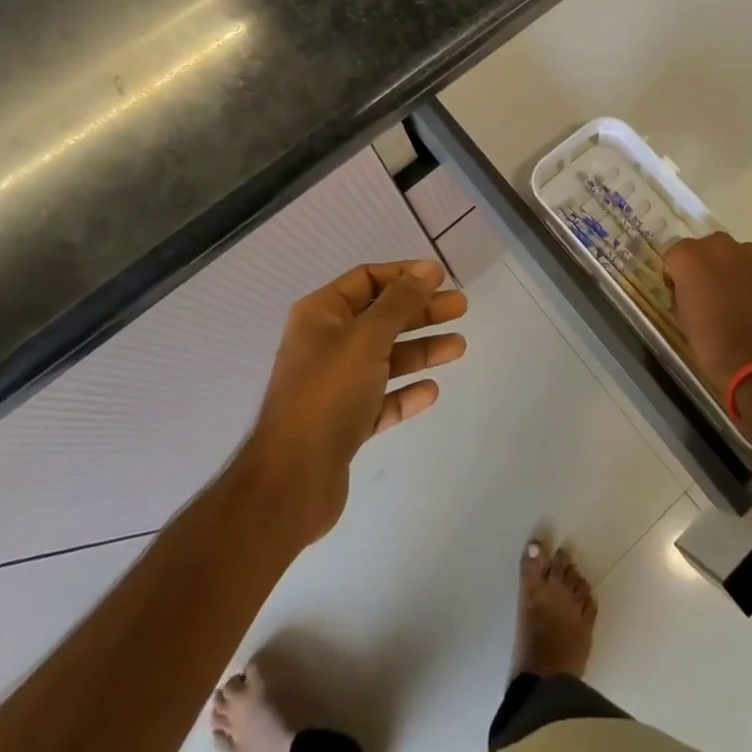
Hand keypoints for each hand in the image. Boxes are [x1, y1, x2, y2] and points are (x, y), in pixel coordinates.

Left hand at [248, 260, 467, 541]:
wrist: (291, 482)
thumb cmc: (327, 394)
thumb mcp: (367, 338)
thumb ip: (400, 302)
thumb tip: (427, 269)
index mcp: (321, 315)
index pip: (367, 279)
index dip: (404, 275)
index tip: (441, 278)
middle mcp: (325, 344)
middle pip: (381, 318)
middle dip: (421, 312)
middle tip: (461, 309)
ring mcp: (334, 386)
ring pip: (385, 358)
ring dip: (421, 350)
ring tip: (458, 347)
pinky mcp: (343, 424)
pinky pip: (381, 399)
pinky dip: (405, 392)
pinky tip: (431, 391)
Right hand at [663, 232, 751, 390]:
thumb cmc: (713, 344)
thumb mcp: (683, 317)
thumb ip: (684, 291)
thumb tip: (692, 288)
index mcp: (689, 257)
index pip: (676, 255)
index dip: (679, 274)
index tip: (684, 293)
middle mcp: (720, 246)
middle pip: (709, 248)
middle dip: (708, 266)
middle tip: (713, 294)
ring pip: (738, 256)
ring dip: (736, 271)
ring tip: (742, 301)